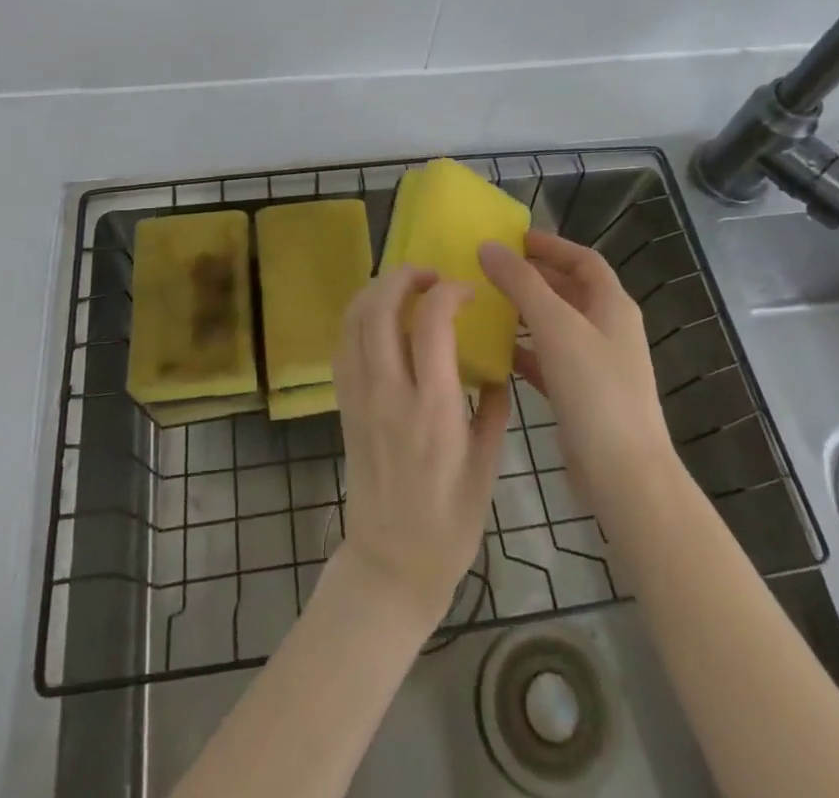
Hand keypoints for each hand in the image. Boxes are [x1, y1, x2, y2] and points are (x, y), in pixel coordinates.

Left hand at [331, 266, 509, 629]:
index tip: (467, 292)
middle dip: (404, 277)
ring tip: (403, 286)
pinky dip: (358, 317)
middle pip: (381, 309)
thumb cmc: (449, 522)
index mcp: (433, 408)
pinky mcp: (344, 405)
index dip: (448, 292)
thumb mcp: (487, 466)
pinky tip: (379, 317)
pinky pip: (343, 346)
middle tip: (429, 275)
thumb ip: (491, 407)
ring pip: (354, 321)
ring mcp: (360, 397)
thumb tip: (496, 364)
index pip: (432, 322)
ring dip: (376, 290)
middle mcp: (390, 393)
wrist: (391, 563)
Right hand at [479, 231, 674, 520]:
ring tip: (485, 304)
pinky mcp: (581, 395)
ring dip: (524, 313)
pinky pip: (548, 360)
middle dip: (531, 277)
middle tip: (489, 269)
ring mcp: (596, 364)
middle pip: (568, 289)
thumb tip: (488, 246)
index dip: (550, 245)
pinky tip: (495, 352)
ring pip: (556, 325)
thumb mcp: (555, 327)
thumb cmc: (595, 390)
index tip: (512, 238)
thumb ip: (521, 283)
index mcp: (612, 305)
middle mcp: (608, 329)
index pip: (583, 259)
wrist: (625, 476)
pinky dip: (524, 351)